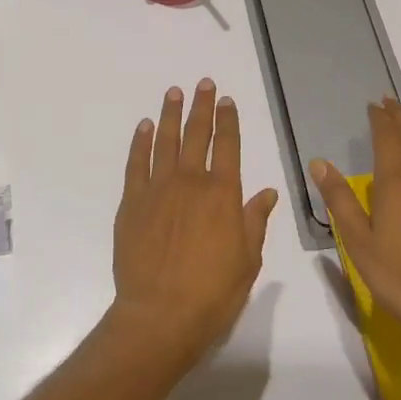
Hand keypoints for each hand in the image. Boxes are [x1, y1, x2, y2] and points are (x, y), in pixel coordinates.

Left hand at [110, 79, 278, 372]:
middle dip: (201, 107)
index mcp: (222, 194)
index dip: (228, 120)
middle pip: (197, 134)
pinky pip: (137, 163)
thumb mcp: (247, 260)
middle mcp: (191, 182)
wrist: (160, 316)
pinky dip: (141, 142)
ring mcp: (158, 189)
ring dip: (171, 114)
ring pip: (166, 141)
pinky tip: (145, 127)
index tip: (226, 100)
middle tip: (203, 83)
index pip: (228, 146)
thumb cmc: (212, 293)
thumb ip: (255, 221)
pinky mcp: (132, 203)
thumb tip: (268, 192)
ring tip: (174, 93)